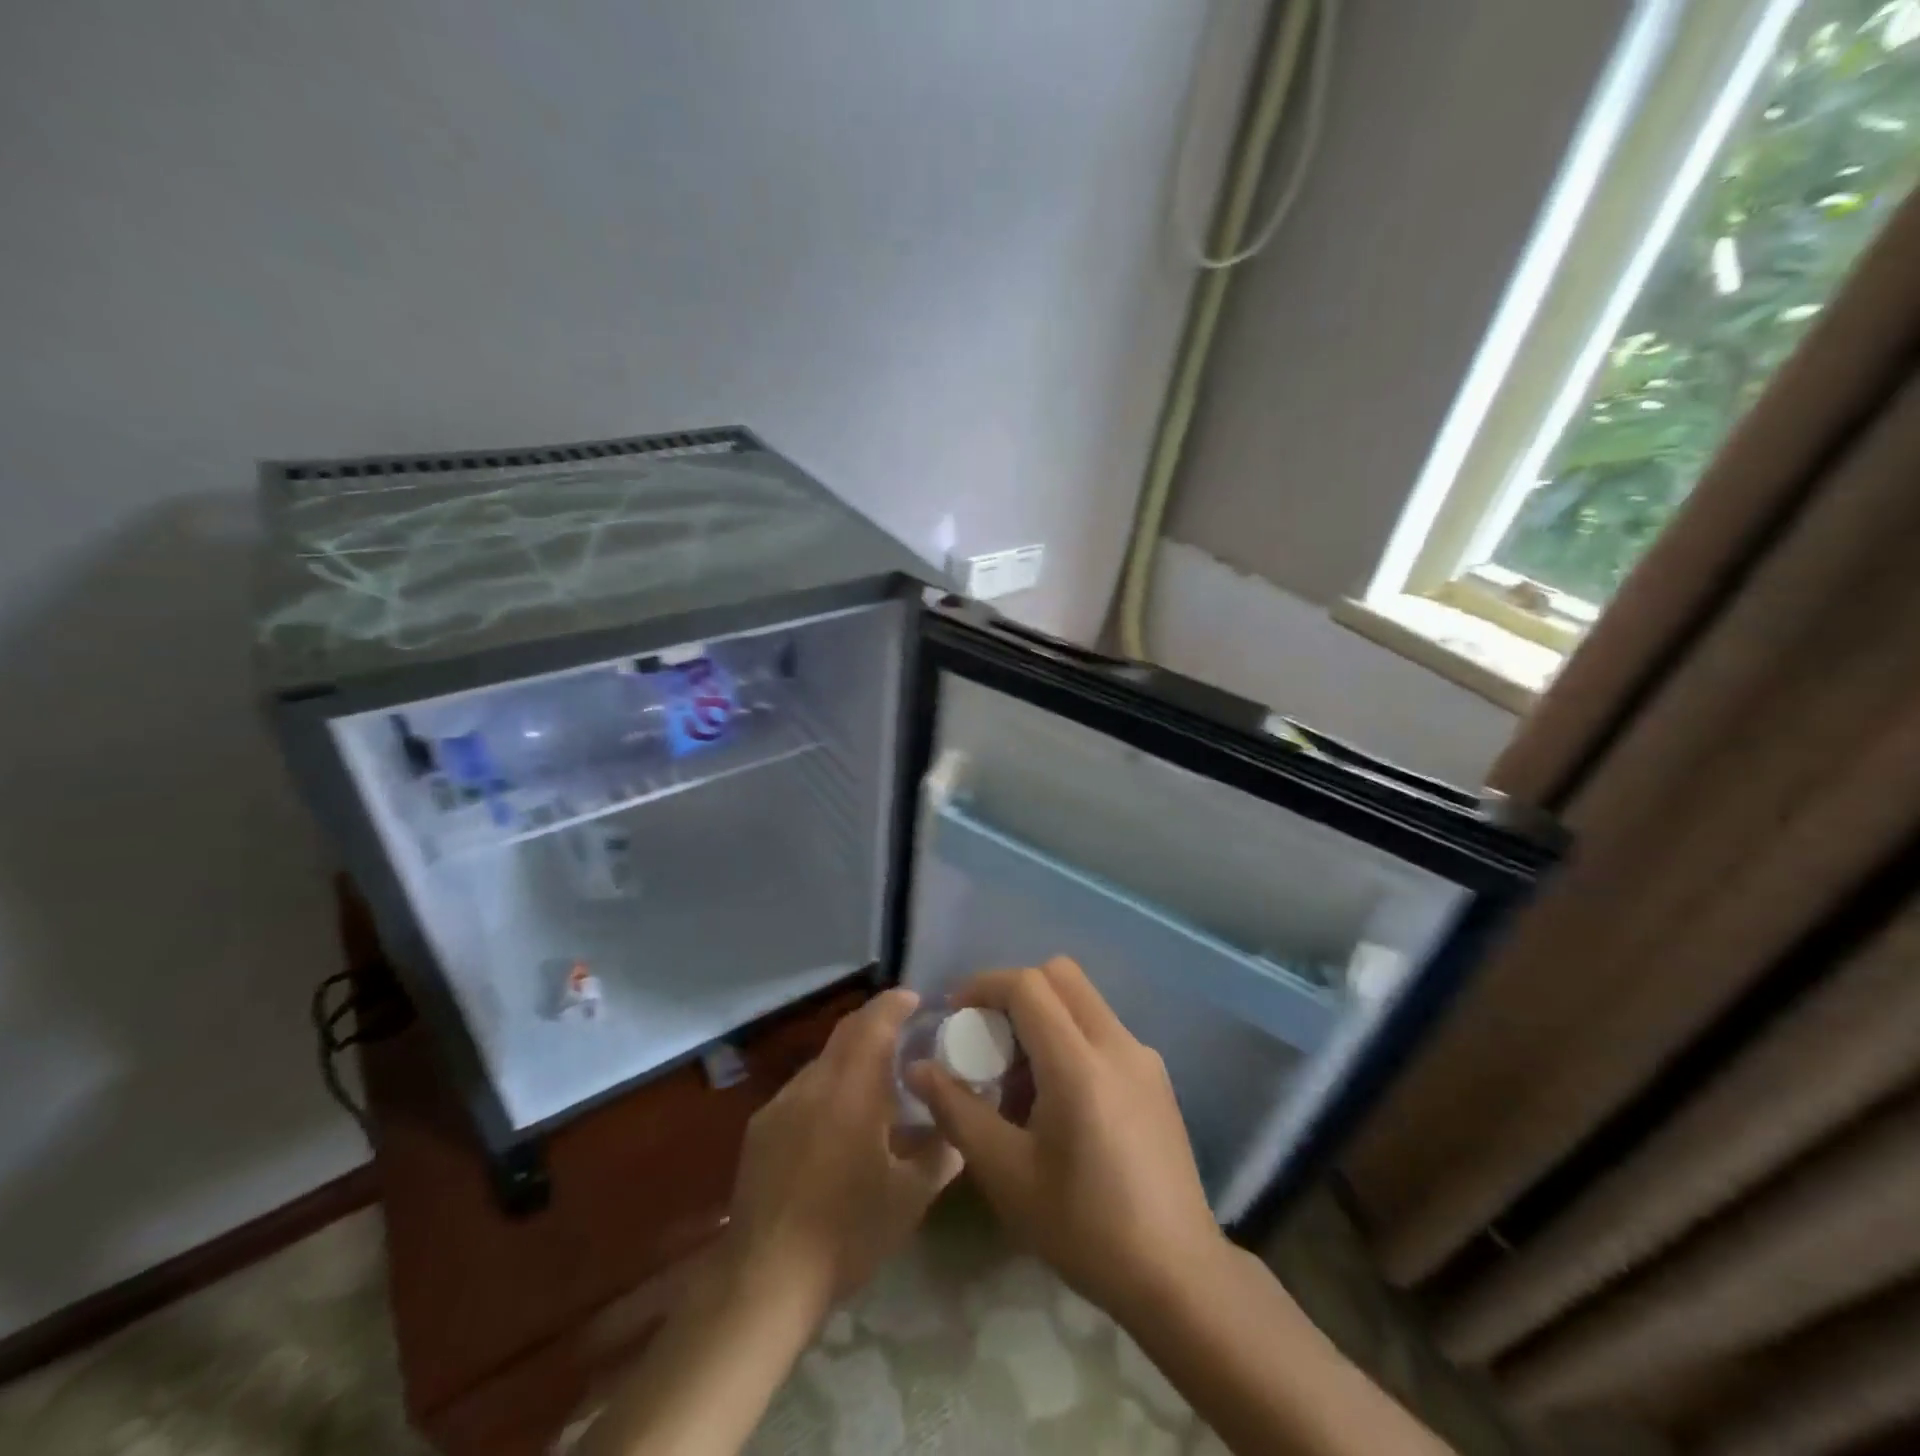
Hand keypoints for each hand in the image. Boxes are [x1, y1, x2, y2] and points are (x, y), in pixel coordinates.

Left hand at [724, 988, 961, 1325]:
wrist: (765, 1281)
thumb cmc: (847, 1234)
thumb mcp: (910, 1198)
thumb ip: (942, 1152)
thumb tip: (961, 1124)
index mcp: (851, 1090)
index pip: (873, 1023)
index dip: (895, 1004)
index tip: (917, 999)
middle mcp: (813, 1084)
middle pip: (846, 1033)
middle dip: (875, 1024)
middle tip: (905, 1035)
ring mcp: (781, 1104)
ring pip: (823, 1063)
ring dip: (851, 1060)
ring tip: (875, 1087)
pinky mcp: (760, 1129)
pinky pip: (802, 1091)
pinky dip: (827, 1089)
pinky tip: (836, 1126)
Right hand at [907, 957, 1227, 1321]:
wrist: (1178, 1276)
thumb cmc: (1084, 1227)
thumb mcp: (1006, 1173)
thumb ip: (958, 1110)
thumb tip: (918, 1068)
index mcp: (1079, 1063)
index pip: (1028, 985)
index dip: (984, 985)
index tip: (955, 1013)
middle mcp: (1116, 1043)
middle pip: (1060, 975)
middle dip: (1015, 991)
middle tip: (988, 1037)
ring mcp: (1143, 1057)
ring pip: (1083, 1000)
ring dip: (1044, 1015)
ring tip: (1019, 1080)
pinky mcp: (1156, 1077)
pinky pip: (1103, 1030)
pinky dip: (1070, 1037)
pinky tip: (1059, 1101)